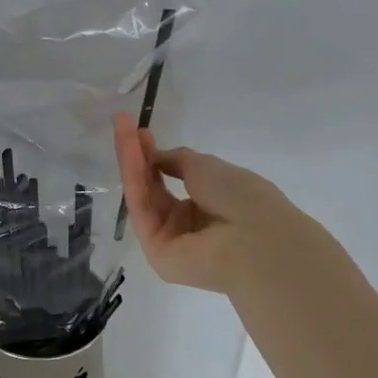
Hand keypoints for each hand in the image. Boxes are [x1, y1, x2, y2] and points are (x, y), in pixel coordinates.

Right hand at [112, 112, 297, 293]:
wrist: (254, 238)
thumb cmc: (240, 197)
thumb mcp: (207, 166)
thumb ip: (177, 160)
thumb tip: (155, 156)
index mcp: (208, 206)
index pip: (174, 179)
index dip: (156, 154)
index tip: (141, 132)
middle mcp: (188, 225)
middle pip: (154, 188)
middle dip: (138, 156)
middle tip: (124, 126)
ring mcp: (171, 240)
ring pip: (145, 197)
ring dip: (132, 163)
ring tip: (122, 132)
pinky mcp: (156, 252)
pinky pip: (143, 210)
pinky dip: (135, 180)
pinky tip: (129, 154)